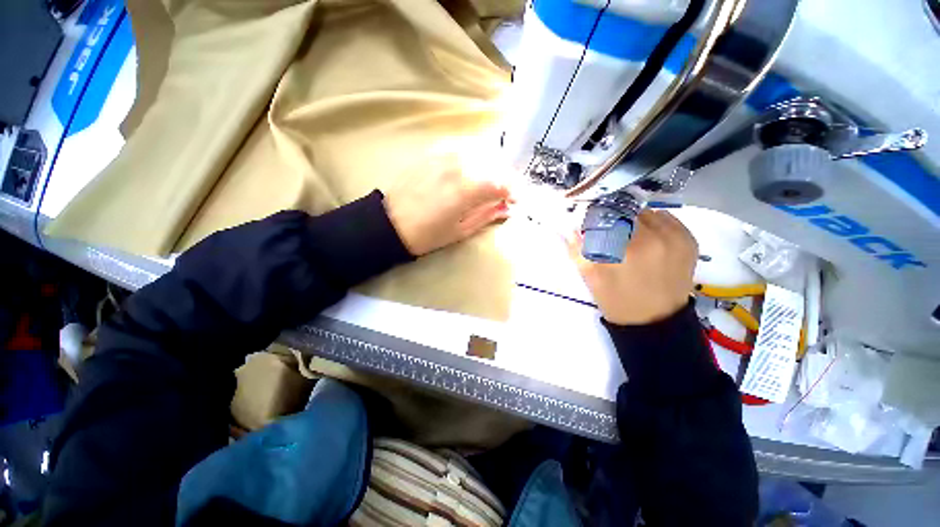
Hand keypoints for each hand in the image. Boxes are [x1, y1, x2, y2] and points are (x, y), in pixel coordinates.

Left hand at [383, 155, 510, 255]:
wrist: (389, 223)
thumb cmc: (427, 234)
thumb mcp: (461, 231)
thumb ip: (487, 215)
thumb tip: (506, 207)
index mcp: (466, 190)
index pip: (501, 183)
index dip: (514, 191)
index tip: (516, 200)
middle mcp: (458, 167)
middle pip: (494, 164)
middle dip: (505, 178)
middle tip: (505, 192)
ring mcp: (443, 156)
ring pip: (479, 152)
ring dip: (491, 166)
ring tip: (489, 181)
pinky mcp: (432, 153)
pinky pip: (461, 148)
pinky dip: (473, 157)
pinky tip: (472, 169)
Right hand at [567, 209, 697, 324]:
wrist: (656, 322)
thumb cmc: (617, 301)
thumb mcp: (590, 278)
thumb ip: (577, 250)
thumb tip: (569, 228)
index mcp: (627, 249)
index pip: (606, 215)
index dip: (596, 218)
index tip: (591, 227)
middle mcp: (655, 237)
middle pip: (627, 211)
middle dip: (614, 220)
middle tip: (611, 236)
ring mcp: (676, 238)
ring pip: (647, 213)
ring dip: (634, 221)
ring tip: (630, 240)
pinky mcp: (689, 241)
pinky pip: (666, 219)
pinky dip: (654, 224)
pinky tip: (648, 241)